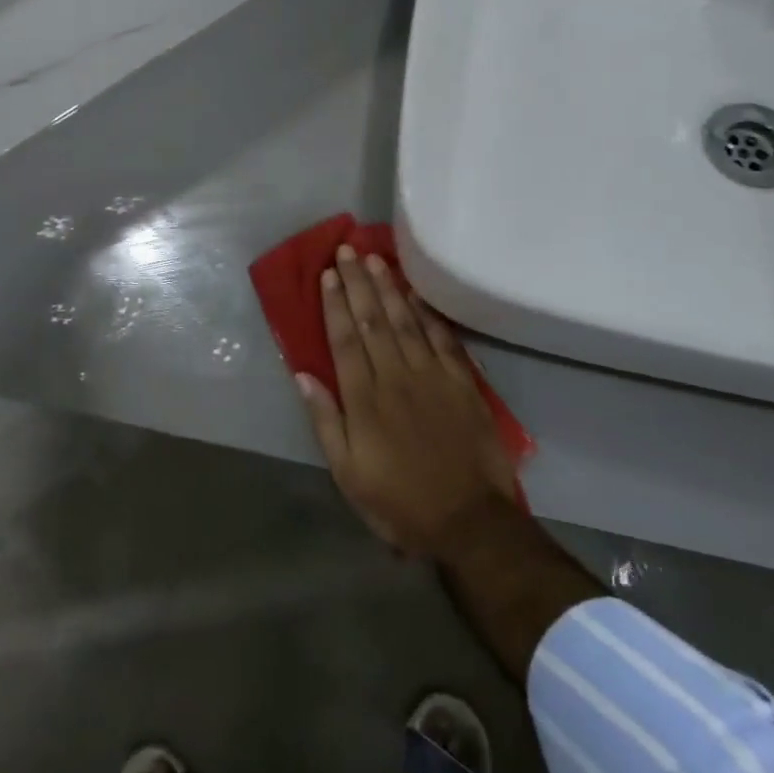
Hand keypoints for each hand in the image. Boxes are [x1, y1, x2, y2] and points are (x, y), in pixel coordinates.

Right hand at [296, 246, 521, 559]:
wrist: (469, 522)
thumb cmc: (399, 502)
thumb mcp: (348, 473)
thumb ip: (326, 421)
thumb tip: (303, 375)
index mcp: (364, 399)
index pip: (345, 339)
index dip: (334, 304)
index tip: (327, 274)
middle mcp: (396, 377)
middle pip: (373, 320)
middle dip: (358, 283)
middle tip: (347, 250)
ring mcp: (433, 377)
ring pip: (406, 322)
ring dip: (389, 288)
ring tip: (376, 260)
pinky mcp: (462, 384)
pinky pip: (443, 340)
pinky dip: (428, 315)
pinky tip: (417, 295)